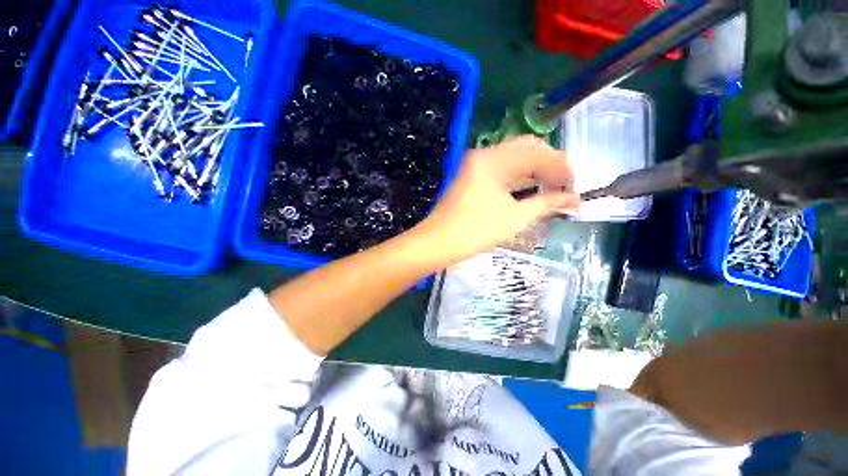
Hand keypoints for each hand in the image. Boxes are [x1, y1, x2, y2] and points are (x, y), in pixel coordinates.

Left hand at [415, 135, 578, 265]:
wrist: (437, 242)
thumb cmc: (475, 231)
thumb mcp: (515, 218)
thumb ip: (546, 204)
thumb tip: (574, 199)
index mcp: (494, 160)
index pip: (537, 154)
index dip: (560, 167)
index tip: (574, 184)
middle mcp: (483, 156)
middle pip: (524, 150)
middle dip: (547, 164)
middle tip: (563, 183)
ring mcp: (474, 165)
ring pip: (511, 159)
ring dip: (532, 170)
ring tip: (551, 186)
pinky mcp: (469, 176)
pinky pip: (499, 169)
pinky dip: (516, 176)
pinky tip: (529, 187)